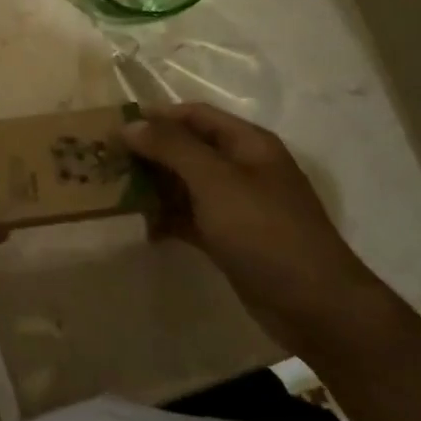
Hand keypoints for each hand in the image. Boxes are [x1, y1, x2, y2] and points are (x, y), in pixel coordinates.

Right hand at [125, 103, 384, 351]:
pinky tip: (141, 228)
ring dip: (154, 187)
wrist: (314, 305)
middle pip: (187, 149)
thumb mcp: (215, 181)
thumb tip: (130, 125)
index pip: (194, 115)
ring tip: (113, 194)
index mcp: (247, 143)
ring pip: (186, 185)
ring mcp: (237, 206)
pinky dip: (167, 220)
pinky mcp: (230, 239)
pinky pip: (191, 218)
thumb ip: (172, 148)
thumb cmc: (265, 231)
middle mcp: (242, 168)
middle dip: (149, 153)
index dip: (155, 117)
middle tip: (105, 162)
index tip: (113, 128)